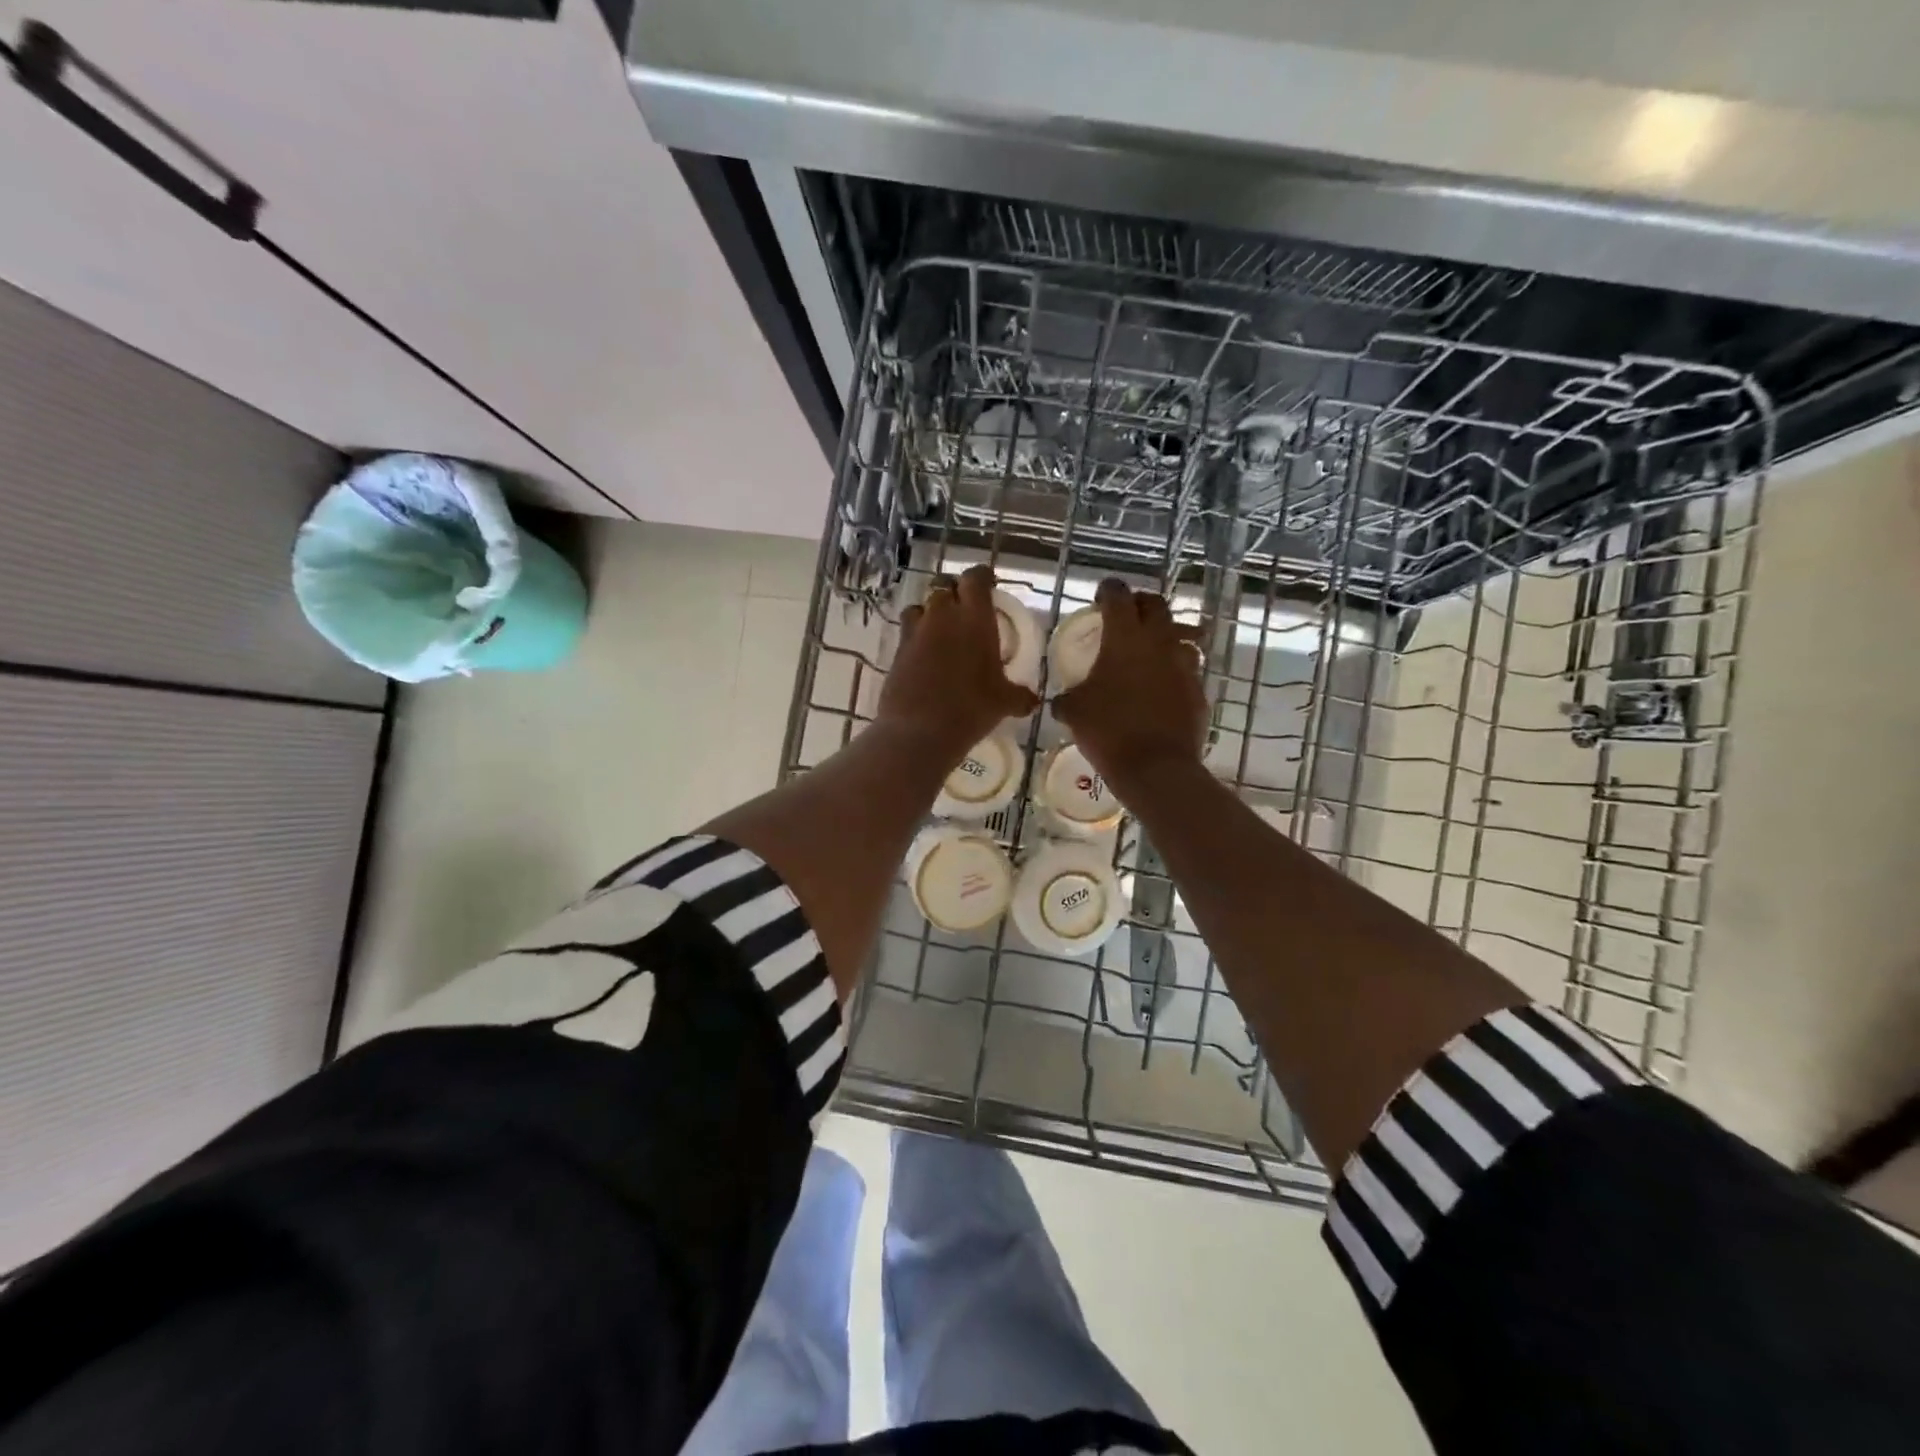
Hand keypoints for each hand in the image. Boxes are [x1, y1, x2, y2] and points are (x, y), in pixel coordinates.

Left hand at [879, 565, 1039, 762]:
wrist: (919, 731)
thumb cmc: (971, 708)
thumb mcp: (1004, 703)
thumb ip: (1019, 696)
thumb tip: (1033, 701)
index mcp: (974, 618)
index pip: (975, 578)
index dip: (981, 577)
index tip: (988, 584)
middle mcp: (943, 616)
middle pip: (944, 587)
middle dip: (954, 592)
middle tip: (965, 608)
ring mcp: (915, 632)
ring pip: (920, 607)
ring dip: (930, 612)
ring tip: (940, 630)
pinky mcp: (897, 651)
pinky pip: (907, 633)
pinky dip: (916, 637)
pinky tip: (924, 656)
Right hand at [1054, 578, 1208, 790]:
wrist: (1156, 768)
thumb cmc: (1108, 731)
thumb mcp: (1074, 712)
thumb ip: (1067, 698)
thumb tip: (1063, 700)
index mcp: (1124, 638)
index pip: (1118, 596)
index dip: (1108, 591)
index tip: (1100, 597)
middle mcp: (1159, 642)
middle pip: (1156, 605)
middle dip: (1140, 605)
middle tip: (1126, 617)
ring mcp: (1184, 665)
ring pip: (1180, 635)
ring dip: (1164, 637)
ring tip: (1149, 653)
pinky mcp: (1199, 690)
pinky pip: (1187, 670)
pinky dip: (1174, 671)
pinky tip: (1162, 689)